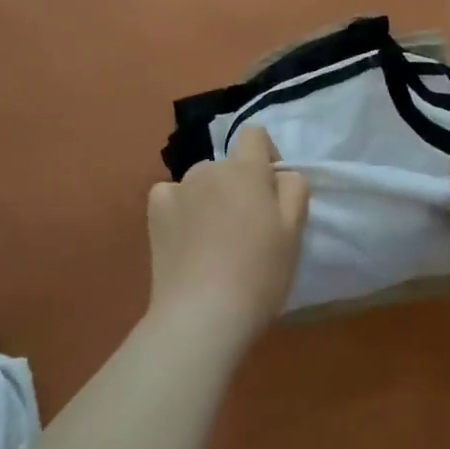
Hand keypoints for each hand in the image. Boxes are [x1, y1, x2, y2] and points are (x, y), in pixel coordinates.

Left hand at [146, 125, 309, 344]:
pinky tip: (187, 237)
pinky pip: (172, 196)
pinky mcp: (154, 213)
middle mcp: (208, 169)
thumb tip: (280, 174)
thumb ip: (294, 188)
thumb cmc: (259, 272)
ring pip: (201, 182)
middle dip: (240, 184)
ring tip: (215, 239)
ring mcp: (177, 189)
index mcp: (246, 169)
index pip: (255, 134)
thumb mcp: (295, 230)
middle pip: (229, 165)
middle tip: (248, 226)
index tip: (273, 191)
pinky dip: (181, 208)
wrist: (203, 314)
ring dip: (211, 197)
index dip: (268, 155)